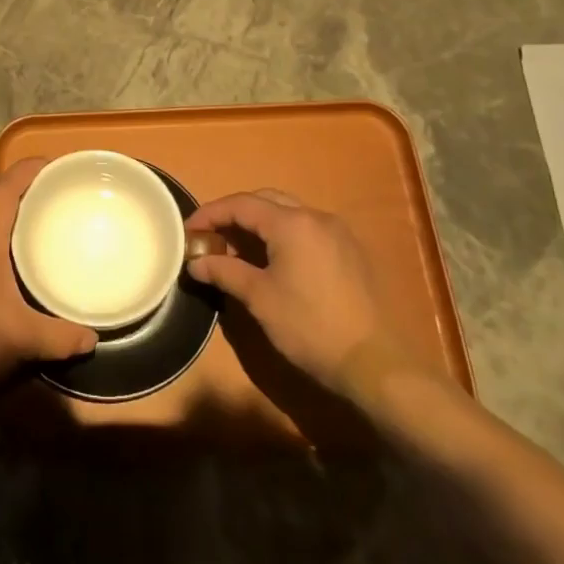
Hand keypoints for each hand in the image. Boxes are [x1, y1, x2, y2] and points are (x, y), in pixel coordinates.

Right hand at [185, 189, 421, 395]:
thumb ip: (225, 272)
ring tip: (238, 250)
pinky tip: (274, 261)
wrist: (375, 363)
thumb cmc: (310, 327)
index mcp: (291, 223)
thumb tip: (195, 263)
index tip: (189, 230)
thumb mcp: (260, 299)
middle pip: (265, 201)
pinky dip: (283, 235)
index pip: (241, 204)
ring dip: (259, 225)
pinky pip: (307, 230)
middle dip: (235, 215)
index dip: (211, 214)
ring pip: (288, 213)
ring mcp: (337, 233)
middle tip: (212, 237)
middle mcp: (316, 217)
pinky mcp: (350, 252)